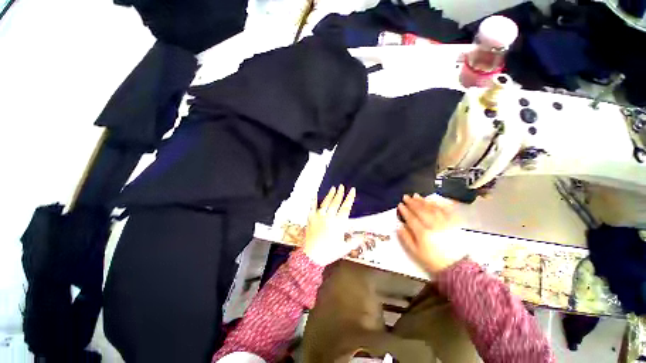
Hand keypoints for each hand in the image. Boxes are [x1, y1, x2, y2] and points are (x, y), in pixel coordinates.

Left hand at [302, 185, 358, 265]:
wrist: (311, 256)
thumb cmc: (330, 252)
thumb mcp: (345, 248)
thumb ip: (356, 241)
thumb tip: (367, 237)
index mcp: (339, 223)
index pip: (346, 207)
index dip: (350, 198)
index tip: (352, 190)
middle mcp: (329, 217)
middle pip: (336, 202)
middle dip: (340, 193)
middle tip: (342, 186)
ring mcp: (319, 217)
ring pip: (326, 203)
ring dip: (330, 195)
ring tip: (333, 188)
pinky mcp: (311, 218)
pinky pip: (312, 207)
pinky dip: (313, 200)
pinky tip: (314, 194)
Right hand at [397, 194, 466, 272]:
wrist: (456, 266)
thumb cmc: (433, 259)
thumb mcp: (415, 252)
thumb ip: (406, 238)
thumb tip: (399, 226)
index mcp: (423, 233)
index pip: (411, 218)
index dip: (405, 210)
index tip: (400, 205)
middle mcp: (434, 225)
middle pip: (421, 210)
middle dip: (412, 203)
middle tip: (406, 197)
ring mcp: (445, 223)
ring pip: (432, 208)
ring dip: (423, 201)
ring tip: (416, 196)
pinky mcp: (454, 224)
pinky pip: (446, 210)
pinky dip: (439, 204)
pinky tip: (433, 200)